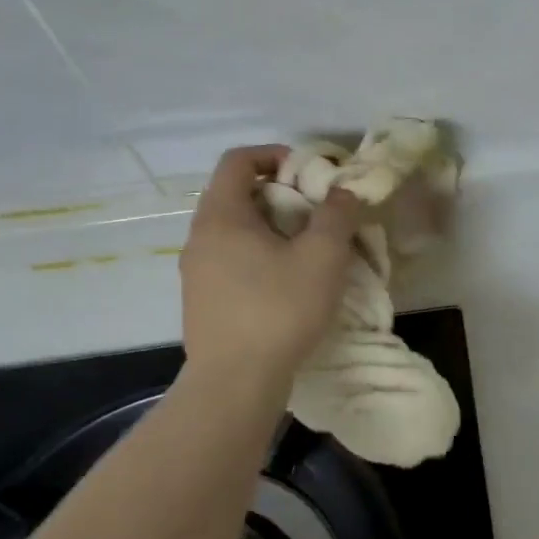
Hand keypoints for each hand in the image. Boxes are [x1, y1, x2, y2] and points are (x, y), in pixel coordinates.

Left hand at [179, 146, 361, 384]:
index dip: (274, 155)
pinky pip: (230, 261)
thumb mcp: (322, 257)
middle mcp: (199, 238)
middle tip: (316, 213)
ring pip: (234, 231)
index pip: (238, 161)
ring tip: (307, 250)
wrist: (236, 382)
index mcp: (221, 216)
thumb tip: (343, 192)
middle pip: (236, 195)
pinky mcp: (202, 301)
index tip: (308, 173)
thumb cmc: (279, 309)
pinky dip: (258, 256)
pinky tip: (286, 284)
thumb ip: (337, 215)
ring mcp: (195, 272)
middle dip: (279, 195)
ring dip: (271, 229)